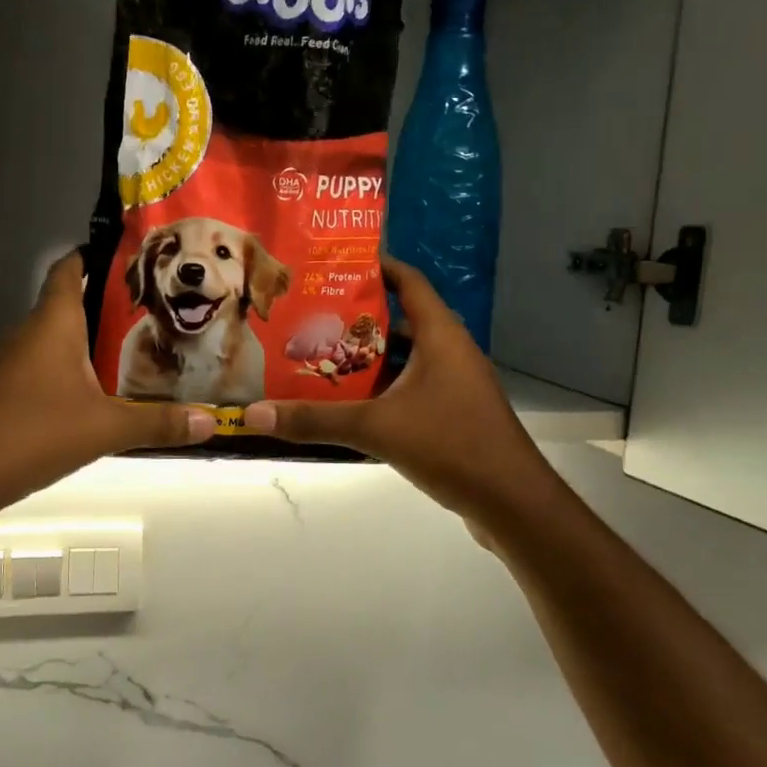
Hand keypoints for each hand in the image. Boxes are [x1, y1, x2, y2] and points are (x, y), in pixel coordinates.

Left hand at [0, 252, 214, 503]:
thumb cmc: (35, 432)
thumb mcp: (106, 428)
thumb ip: (159, 424)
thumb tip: (211, 422)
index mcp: (53, 323)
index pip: (70, 268)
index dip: (97, 256)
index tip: (136, 259)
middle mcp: (30, 332)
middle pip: (70, 302)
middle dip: (109, 304)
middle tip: (156, 310)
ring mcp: (13, 362)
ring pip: (58, 337)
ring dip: (91, 340)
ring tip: (137, 347)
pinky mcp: (6, 389)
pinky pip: (45, 364)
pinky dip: (72, 367)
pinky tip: (98, 390)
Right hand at [242, 257, 545, 524]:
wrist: (513, 503)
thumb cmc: (451, 445)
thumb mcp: (376, 428)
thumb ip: (315, 420)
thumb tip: (254, 414)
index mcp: (441, 336)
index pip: (409, 282)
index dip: (376, 267)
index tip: (333, 263)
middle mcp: (450, 352)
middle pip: (400, 320)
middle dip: (357, 318)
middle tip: (310, 316)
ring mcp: (455, 385)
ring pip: (404, 359)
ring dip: (368, 358)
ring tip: (320, 357)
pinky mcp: (455, 415)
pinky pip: (411, 388)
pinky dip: (382, 389)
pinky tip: (349, 403)